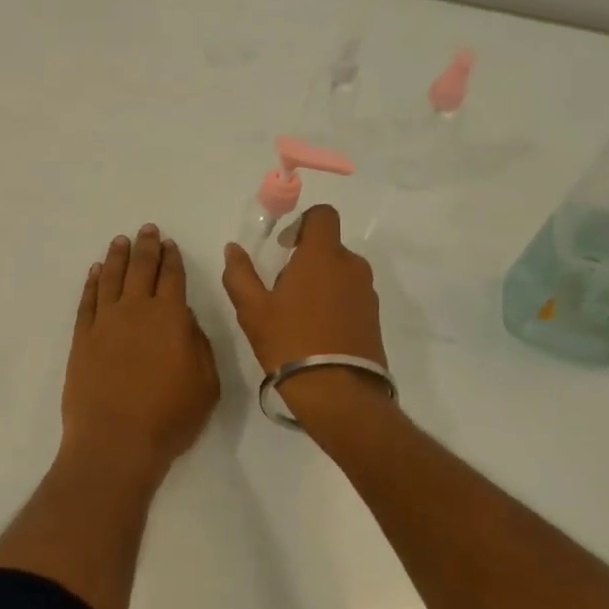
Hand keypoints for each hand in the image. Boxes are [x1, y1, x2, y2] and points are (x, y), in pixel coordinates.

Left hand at [61, 224, 220, 489]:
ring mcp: (105, 322)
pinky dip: (92, 283)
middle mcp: (136, 310)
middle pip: (141, 269)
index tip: (169, 243)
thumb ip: (199, 344)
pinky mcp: (82, 338)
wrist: (115, 441)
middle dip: (146, 247)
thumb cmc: (169, 417)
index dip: (172, 258)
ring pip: (111, 278)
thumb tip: (184, 317)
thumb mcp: (205, 384)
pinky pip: (87, 301)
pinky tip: (95, 272)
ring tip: (120, 241)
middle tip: (147, 230)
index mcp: (170, 318)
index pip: (172, 277)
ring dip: (117, 257)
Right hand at [222, 205, 392, 423]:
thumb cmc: (290, 342)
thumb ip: (240, 274)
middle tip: (282, 290)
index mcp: (323, 256)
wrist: (338, 393)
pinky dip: (334, 303)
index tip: (284, 247)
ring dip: (321, 283)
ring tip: (298, 316)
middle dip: (306, 259)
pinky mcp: (374, 317)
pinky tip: (317, 332)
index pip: (323, 215)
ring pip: (340, 273)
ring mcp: (367, 292)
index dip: (302, 223)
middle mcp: (351, 266)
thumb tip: (233, 249)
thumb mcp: (252, 310)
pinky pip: (351, 296)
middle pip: (329, 247)